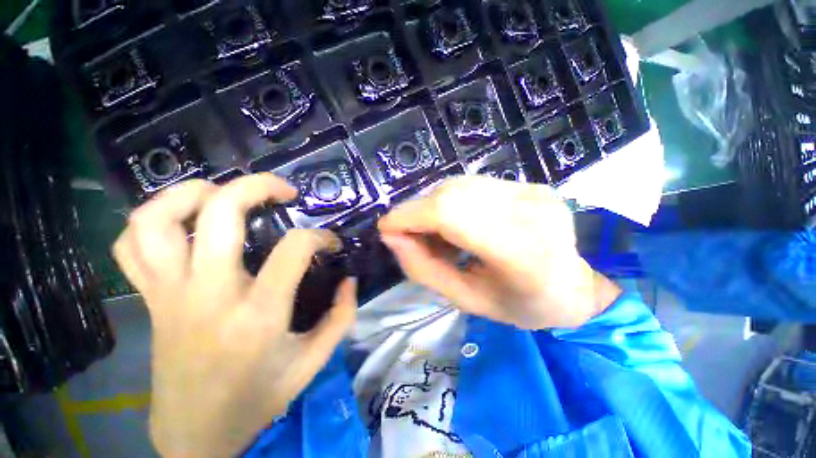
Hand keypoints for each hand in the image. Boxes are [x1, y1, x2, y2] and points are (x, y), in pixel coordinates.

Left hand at [112, 175, 355, 456]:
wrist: (195, 434)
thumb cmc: (257, 398)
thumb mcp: (313, 362)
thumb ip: (341, 317)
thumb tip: (349, 280)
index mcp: (257, 314)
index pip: (294, 248)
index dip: (320, 237)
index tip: (330, 242)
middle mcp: (207, 294)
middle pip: (221, 213)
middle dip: (258, 186)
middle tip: (284, 191)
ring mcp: (169, 294)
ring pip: (158, 219)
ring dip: (194, 192)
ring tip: (225, 194)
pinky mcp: (150, 299)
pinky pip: (131, 245)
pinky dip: (152, 220)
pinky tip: (183, 221)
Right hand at [378, 176, 619, 329]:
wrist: (574, 287)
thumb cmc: (521, 305)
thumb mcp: (466, 300)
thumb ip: (424, 269)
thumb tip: (392, 237)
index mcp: (521, 251)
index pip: (450, 213)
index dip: (409, 215)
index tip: (386, 229)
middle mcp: (529, 208)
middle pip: (451, 193)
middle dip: (417, 212)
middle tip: (410, 237)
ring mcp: (532, 190)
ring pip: (459, 185)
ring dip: (433, 208)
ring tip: (437, 236)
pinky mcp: (529, 183)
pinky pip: (473, 186)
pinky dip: (452, 203)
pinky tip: (457, 225)